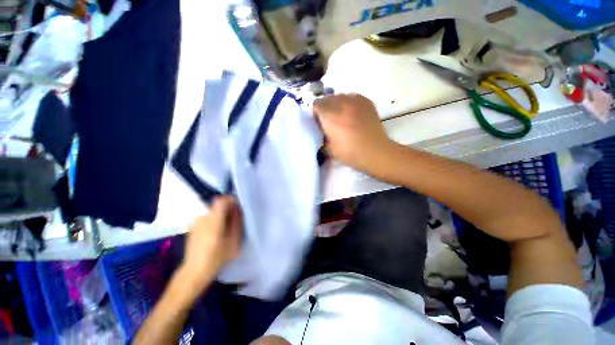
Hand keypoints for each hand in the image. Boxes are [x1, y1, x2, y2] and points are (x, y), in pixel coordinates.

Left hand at [178, 195, 241, 292]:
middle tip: (234, 220)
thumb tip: (237, 210)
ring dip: (221, 215)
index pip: (221, 200)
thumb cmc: (216, 258)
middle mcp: (203, 218)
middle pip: (218, 205)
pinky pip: (207, 217)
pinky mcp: (193, 226)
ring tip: (226, 228)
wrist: (194, 271)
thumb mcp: (233, 241)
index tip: (238, 207)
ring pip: (213, 211)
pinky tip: (216, 233)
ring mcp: (196, 222)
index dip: (231, 200)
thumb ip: (236, 222)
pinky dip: (214, 220)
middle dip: (228, 209)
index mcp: (213, 221)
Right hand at [313, 94, 396, 176]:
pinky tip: (352, 114)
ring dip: (337, 105)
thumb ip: (320, 138)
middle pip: (327, 99)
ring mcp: (355, 100)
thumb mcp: (328, 150)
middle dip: (325, 108)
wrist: (375, 151)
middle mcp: (341, 102)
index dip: (316, 114)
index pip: (316, 105)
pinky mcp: (366, 101)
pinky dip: (349, 104)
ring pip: (339, 96)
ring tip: (342, 117)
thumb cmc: (349, 152)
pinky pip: (352, 97)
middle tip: (330, 121)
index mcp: (329, 115)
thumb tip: (320, 132)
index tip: (319, 123)